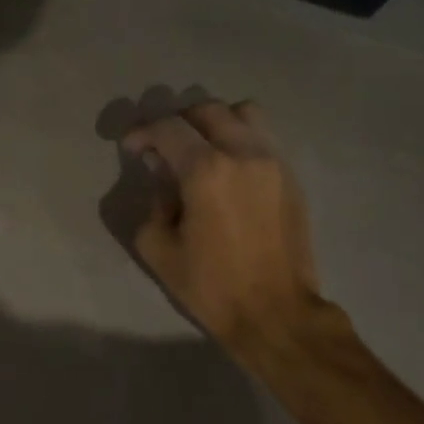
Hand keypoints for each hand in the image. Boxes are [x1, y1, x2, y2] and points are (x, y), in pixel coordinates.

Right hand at [120, 99, 324, 350]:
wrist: (276, 313)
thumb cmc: (211, 286)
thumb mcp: (159, 249)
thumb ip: (153, 202)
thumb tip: (163, 177)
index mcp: (207, 170)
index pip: (169, 128)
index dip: (143, 132)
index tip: (131, 148)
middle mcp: (244, 153)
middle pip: (207, 110)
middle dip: (178, 122)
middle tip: (163, 147)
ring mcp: (274, 162)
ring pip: (244, 114)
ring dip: (215, 123)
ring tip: (201, 150)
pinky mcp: (291, 178)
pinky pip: (263, 139)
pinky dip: (240, 140)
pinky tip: (228, 172)